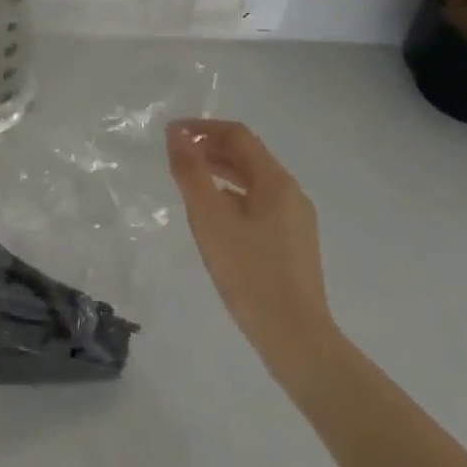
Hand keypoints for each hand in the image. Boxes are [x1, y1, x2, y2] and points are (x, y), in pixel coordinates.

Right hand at [167, 120, 335, 372]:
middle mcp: (291, 193)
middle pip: (248, 155)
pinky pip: (258, 204)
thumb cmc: (250, 272)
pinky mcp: (292, 244)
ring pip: (253, 181)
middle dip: (210, 148)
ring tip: (188, 180)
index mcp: (276, 181)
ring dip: (220, 171)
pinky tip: (213, 216)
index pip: (238, 135)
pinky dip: (232, 195)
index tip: (171, 134)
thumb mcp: (210, 218)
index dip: (202, 127)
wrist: (296, 339)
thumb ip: (191, 173)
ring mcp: (295, 220)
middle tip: (175, 155)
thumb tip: (176, 135)